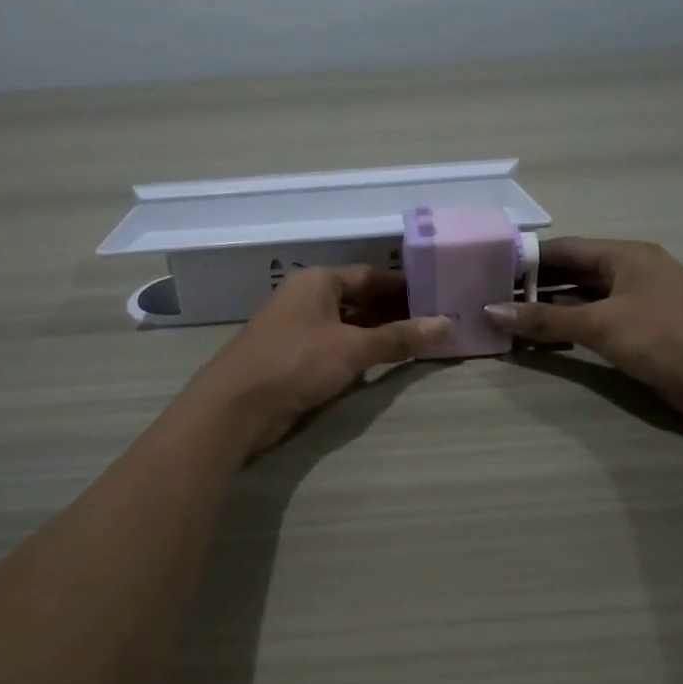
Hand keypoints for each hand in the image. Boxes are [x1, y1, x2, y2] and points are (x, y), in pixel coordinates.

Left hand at [182, 266, 451, 457]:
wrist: (235, 407)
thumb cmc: (296, 362)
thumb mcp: (353, 348)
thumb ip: (399, 337)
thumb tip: (447, 324)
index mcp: (317, 282)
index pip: (369, 276)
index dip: (403, 287)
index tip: (436, 297)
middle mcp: (305, 299)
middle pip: (358, 300)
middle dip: (394, 313)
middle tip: (434, 325)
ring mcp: (296, 330)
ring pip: (346, 326)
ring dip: (378, 336)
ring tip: (418, 345)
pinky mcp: (291, 360)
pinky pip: (334, 349)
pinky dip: (358, 354)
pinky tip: (381, 366)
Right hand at [483, 237, 682, 429]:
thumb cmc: (669, 337)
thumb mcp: (603, 325)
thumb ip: (546, 319)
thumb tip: (491, 310)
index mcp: (624, 255)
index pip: (563, 249)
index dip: (525, 260)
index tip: (487, 272)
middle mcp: (629, 273)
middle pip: (570, 274)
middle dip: (532, 288)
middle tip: (489, 301)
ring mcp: (636, 304)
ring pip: (581, 301)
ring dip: (548, 313)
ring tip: (504, 324)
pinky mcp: (640, 334)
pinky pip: (593, 325)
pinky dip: (567, 332)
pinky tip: (538, 344)